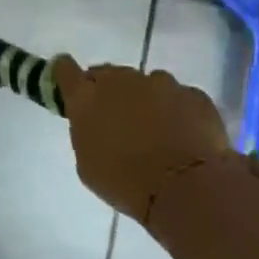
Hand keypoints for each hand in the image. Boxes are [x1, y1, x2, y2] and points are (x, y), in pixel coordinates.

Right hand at [53, 58, 235, 223]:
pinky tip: (184, 136)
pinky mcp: (192, 93)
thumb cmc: (125, 183)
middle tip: (118, 121)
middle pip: (109, 74)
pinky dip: (178, 111)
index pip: (66, 70)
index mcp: (87, 98)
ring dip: (147, 100)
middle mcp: (121, 80)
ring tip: (157, 133)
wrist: (185, 188)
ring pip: (147, 84)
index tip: (71, 84)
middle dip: (110, 92)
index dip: (66, 74)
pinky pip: (179, 97)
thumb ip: (86, 132)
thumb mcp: (88, 165)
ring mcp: (161, 82)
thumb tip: (95, 122)